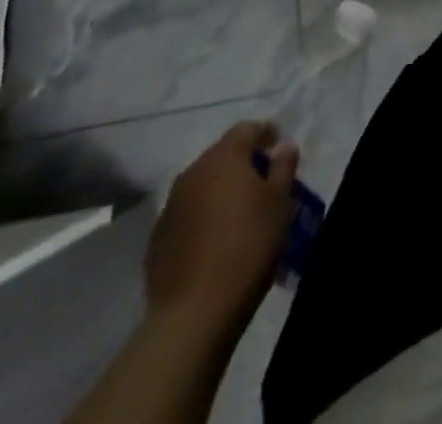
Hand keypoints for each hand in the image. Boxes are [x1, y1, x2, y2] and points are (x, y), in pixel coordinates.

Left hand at [146, 121, 298, 328]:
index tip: (278, 145)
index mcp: (224, 157)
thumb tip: (284, 146)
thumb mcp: (280, 204)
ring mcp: (170, 205)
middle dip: (242, 164)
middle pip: (222, 156)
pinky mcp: (157, 238)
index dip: (264, 133)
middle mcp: (193, 172)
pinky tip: (214, 241)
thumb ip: (283, 168)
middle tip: (262, 183)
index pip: (246, 129)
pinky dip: (202, 218)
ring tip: (238, 214)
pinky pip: (186, 215)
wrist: (194, 313)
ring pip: (202, 185)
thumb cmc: (247, 247)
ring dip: (220, 191)